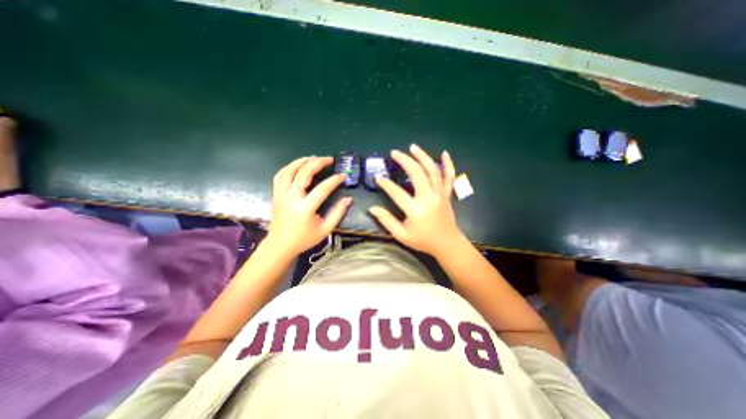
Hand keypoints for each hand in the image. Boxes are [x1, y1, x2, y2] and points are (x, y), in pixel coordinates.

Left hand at [265, 156, 352, 254]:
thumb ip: (338, 213)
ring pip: (290, 169)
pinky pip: (280, 174)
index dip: (334, 180)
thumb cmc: (304, 238)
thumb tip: (348, 199)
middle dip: (318, 162)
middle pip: (304, 172)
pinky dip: (290, 166)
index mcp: (305, 208)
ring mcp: (281, 194)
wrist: (280, 245)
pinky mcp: (276, 194)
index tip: (343, 175)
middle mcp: (291, 197)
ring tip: (315, 158)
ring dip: (303, 161)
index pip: (322, 188)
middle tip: (329, 159)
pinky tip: (298, 165)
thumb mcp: (325, 229)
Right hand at [368, 145, 464, 257]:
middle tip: (394, 153)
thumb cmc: (423, 241)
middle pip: (416, 173)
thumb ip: (386, 220)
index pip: (396, 192)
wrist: (447, 244)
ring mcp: (439, 194)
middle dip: (404, 160)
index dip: (385, 184)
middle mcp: (428, 198)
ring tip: (412, 147)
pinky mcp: (447, 194)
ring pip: (432, 170)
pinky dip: (448, 164)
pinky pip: (449, 176)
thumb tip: (372, 208)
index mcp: (415, 210)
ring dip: (422, 156)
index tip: (378, 177)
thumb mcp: (401, 235)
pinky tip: (444, 153)